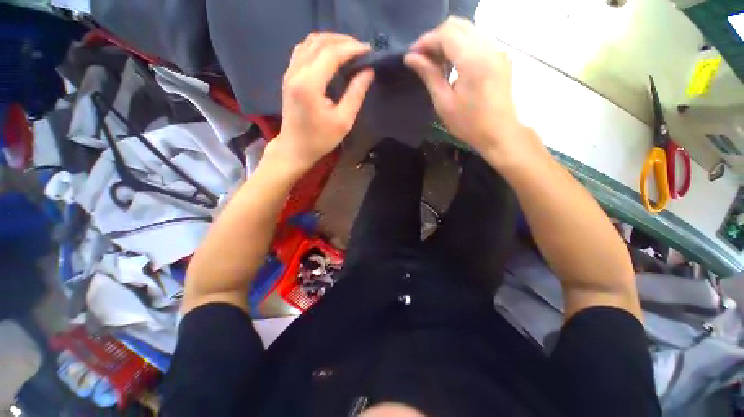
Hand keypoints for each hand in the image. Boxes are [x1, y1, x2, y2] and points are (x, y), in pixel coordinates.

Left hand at [273, 33, 374, 170]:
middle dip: (343, 41)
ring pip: (309, 42)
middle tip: (361, 49)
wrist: (295, 148)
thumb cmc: (320, 139)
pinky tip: (330, 55)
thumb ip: (356, 94)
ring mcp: (290, 72)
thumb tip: (368, 72)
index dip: (352, 48)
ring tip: (348, 49)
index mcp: (310, 84)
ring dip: (330, 41)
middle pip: (319, 42)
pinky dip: (319, 47)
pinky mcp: (289, 76)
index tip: (369, 50)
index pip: (332, 54)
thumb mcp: (343, 121)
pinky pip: (303, 50)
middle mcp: (296, 72)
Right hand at [405, 17, 539, 168]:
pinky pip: (476, 40)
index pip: (446, 34)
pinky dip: (460, 46)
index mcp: (473, 60)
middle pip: (457, 26)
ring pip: (467, 30)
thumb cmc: (468, 124)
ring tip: (434, 61)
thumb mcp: (444, 103)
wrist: (499, 133)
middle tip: (422, 58)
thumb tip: (410, 58)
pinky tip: (451, 63)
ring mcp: (497, 50)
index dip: (425, 41)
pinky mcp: (500, 57)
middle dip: (436, 37)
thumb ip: (429, 75)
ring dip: (448, 41)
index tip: (411, 55)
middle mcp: (488, 47)